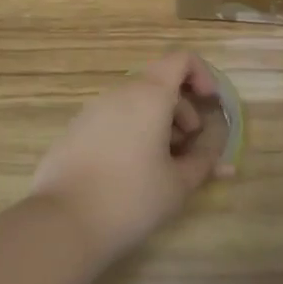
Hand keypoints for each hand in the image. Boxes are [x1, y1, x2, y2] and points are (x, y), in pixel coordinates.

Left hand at [30, 50, 233, 260]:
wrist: (61, 224)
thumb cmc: (130, 198)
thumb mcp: (178, 185)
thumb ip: (203, 164)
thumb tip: (221, 158)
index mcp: (150, 95)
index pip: (181, 59)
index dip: (202, 74)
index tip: (210, 104)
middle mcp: (120, 92)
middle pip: (159, 82)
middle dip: (182, 108)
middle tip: (189, 144)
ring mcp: (93, 110)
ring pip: (135, 102)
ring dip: (157, 122)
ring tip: (162, 163)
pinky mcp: (75, 130)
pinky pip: (113, 118)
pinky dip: (132, 131)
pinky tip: (130, 172)